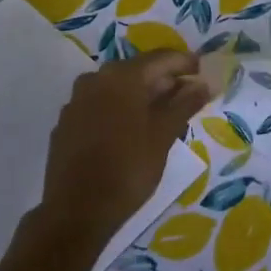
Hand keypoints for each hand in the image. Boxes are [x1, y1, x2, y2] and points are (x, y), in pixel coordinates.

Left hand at [40, 52, 212, 247]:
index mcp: (122, 77)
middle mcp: (96, 79)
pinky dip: (119, 109)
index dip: (184, 63)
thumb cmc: (128, 169)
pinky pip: (100, 105)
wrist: (76, 211)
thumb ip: (184, 104)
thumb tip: (203, 84)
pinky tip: (131, 128)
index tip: (202, 71)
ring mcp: (77, 100)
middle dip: (163, 80)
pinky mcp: (67, 122)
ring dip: (141, 95)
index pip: (161, 58)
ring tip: (163, 113)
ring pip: (117, 88)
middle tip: (187, 94)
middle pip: (137, 71)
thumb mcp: (163, 136)